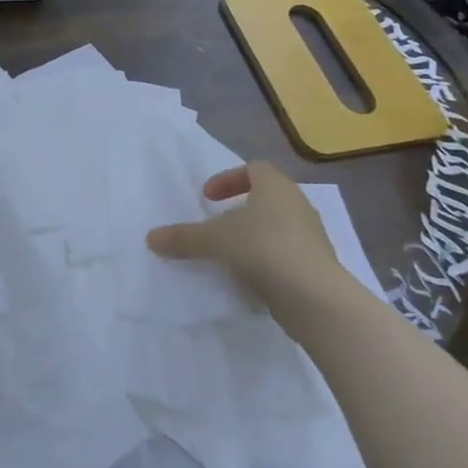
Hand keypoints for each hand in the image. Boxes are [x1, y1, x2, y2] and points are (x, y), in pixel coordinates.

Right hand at [146, 162, 355, 316]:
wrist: (316, 298)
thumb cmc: (264, 249)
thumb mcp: (215, 240)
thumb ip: (184, 238)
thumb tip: (150, 238)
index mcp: (276, 187)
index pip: (254, 169)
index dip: (228, 179)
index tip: (208, 197)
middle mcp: (298, 205)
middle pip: (267, 197)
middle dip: (241, 209)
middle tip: (218, 224)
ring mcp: (312, 237)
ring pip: (278, 227)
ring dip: (254, 236)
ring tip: (230, 254)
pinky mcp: (317, 266)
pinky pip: (287, 254)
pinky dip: (267, 260)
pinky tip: (250, 279)